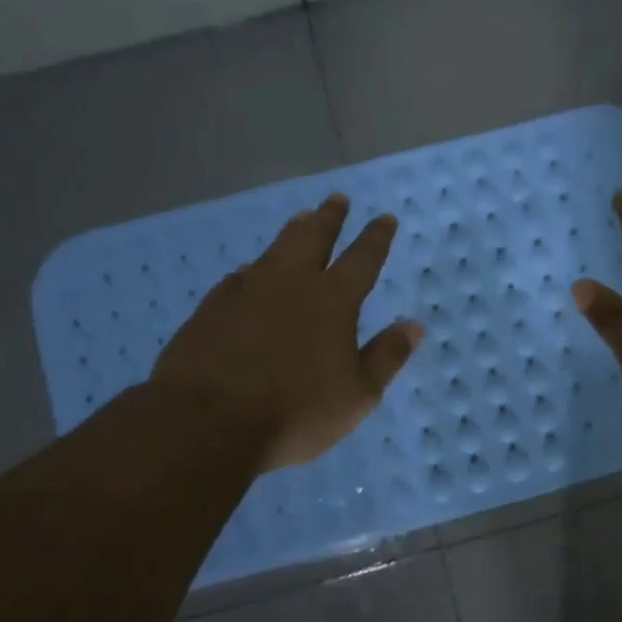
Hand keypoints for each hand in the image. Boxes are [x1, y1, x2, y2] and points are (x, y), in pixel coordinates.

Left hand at [150, 194, 422, 472]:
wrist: (206, 422)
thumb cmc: (294, 413)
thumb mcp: (357, 396)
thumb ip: (387, 356)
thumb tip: (415, 325)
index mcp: (333, 301)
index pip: (362, 258)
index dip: (376, 237)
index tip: (385, 217)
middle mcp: (291, 283)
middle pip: (314, 238)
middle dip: (330, 217)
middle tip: (337, 199)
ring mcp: (247, 290)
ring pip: (275, 249)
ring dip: (293, 231)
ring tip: (301, 218)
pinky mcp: (212, 306)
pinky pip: (240, 276)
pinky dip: (255, 268)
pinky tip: (250, 272)